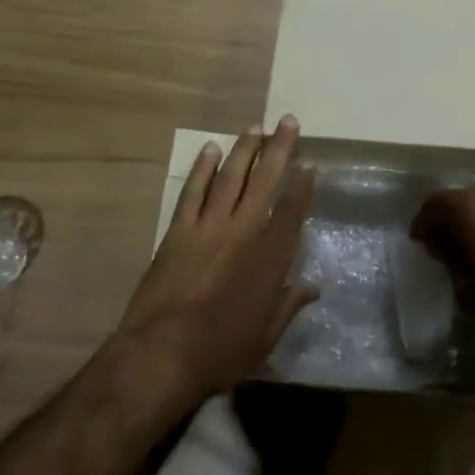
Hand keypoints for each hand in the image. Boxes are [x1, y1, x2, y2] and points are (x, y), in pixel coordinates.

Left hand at [123, 117, 317, 399]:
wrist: (162, 353)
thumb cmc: (222, 350)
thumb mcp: (266, 336)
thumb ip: (289, 304)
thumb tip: (312, 286)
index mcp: (270, 256)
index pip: (292, 210)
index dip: (302, 184)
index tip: (309, 162)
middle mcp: (243, 231)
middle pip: (264, 180)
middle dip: (279, 149)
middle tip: (287, 121)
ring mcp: (208, 227)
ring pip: (230, 177)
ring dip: (243, 150)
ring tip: (255, 127)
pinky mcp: (178, 232)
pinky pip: (192, 192)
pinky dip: (202, 169)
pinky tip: (209, 150)